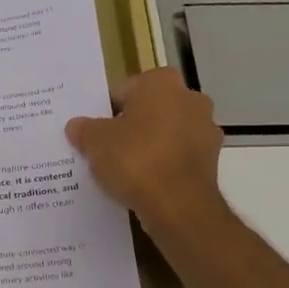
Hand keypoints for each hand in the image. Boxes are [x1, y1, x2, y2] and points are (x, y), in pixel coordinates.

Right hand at [66, 68, 223, 226]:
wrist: (178, 205)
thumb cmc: (135, 159)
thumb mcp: (95, 142)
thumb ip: (84, 129)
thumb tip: (76, 126)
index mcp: (162, 82)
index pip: (124, 90)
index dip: (106, 112)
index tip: (95, 133)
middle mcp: (191, 98)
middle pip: (149, 110)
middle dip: (131, 126)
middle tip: (107, 149)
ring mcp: (206, 130)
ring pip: (166, 134)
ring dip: (150, 146)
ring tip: (125, 170)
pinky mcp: (212, 161)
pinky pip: (178, 157)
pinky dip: (164, 165)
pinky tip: (145, 183)